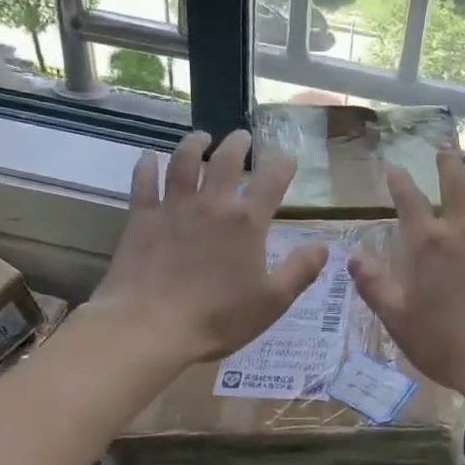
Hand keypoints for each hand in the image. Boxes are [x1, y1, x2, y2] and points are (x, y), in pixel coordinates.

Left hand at [88, 130, 327, 367]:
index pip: (271, 180)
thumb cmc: (218, 318)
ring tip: (201, 137)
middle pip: (226, 160)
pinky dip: (146, 166)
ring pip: (183, 162)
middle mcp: (211, 204)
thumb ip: (300, 270)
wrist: (149, 328)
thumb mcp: (272, 301)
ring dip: (194, 144)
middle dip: (238, 144)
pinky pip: (143, 183)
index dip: (282, 164)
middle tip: (242, 137)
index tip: (288, 158)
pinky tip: (148, 156)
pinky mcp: (141, 219)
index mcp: (247, 222)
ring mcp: (173, 208)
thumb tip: (323, 246)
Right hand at [348, 150, 464, 403]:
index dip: (399, 181)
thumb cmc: (447, 345)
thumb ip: (374, 285)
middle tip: (444, 147)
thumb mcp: (399, 321)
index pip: (409, 201)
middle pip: (456, 183)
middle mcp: (464, 230)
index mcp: (428, 245)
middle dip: (447, 162)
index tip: (393, 167)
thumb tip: (352, 255)